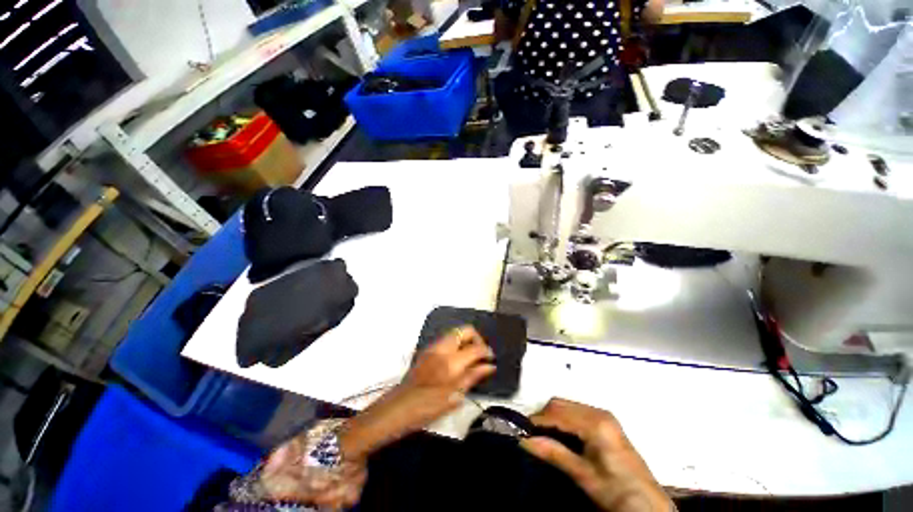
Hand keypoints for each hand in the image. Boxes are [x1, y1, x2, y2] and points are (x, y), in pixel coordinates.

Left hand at [340, 327, 495, 460]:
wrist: (398, 407)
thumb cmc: (427, 408)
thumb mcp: (453, 396)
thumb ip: (473, 377)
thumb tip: (490, 366)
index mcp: (451, 362)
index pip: (476, 348)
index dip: (487, 352)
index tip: (491, 360)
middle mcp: (443, 348)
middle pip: (465, 330)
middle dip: (477, 338)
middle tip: (481, 354)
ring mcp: (433, 347)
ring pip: (456, 332)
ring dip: (466, 339)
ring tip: (471, 356)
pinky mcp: (428, 350)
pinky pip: (447, 339)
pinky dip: (457, 343)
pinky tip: (458, 359)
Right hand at [521, 399, 672, 511]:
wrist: (647, 504)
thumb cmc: (616, 491)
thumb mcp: (584, 475)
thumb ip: (554, 454)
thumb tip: (524, 441)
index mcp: (595, 423)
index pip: (557, 412)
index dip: (537, 420)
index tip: (521, 430)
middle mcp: (598, 412)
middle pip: (561, 404)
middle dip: (544, 416)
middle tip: (532, 434)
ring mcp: (603, 415)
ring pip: (567, 406)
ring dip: (553, 417)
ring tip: (544, 436)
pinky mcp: (605, 422)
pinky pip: (576, 411)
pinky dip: (564, 419)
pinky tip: (561, 435)